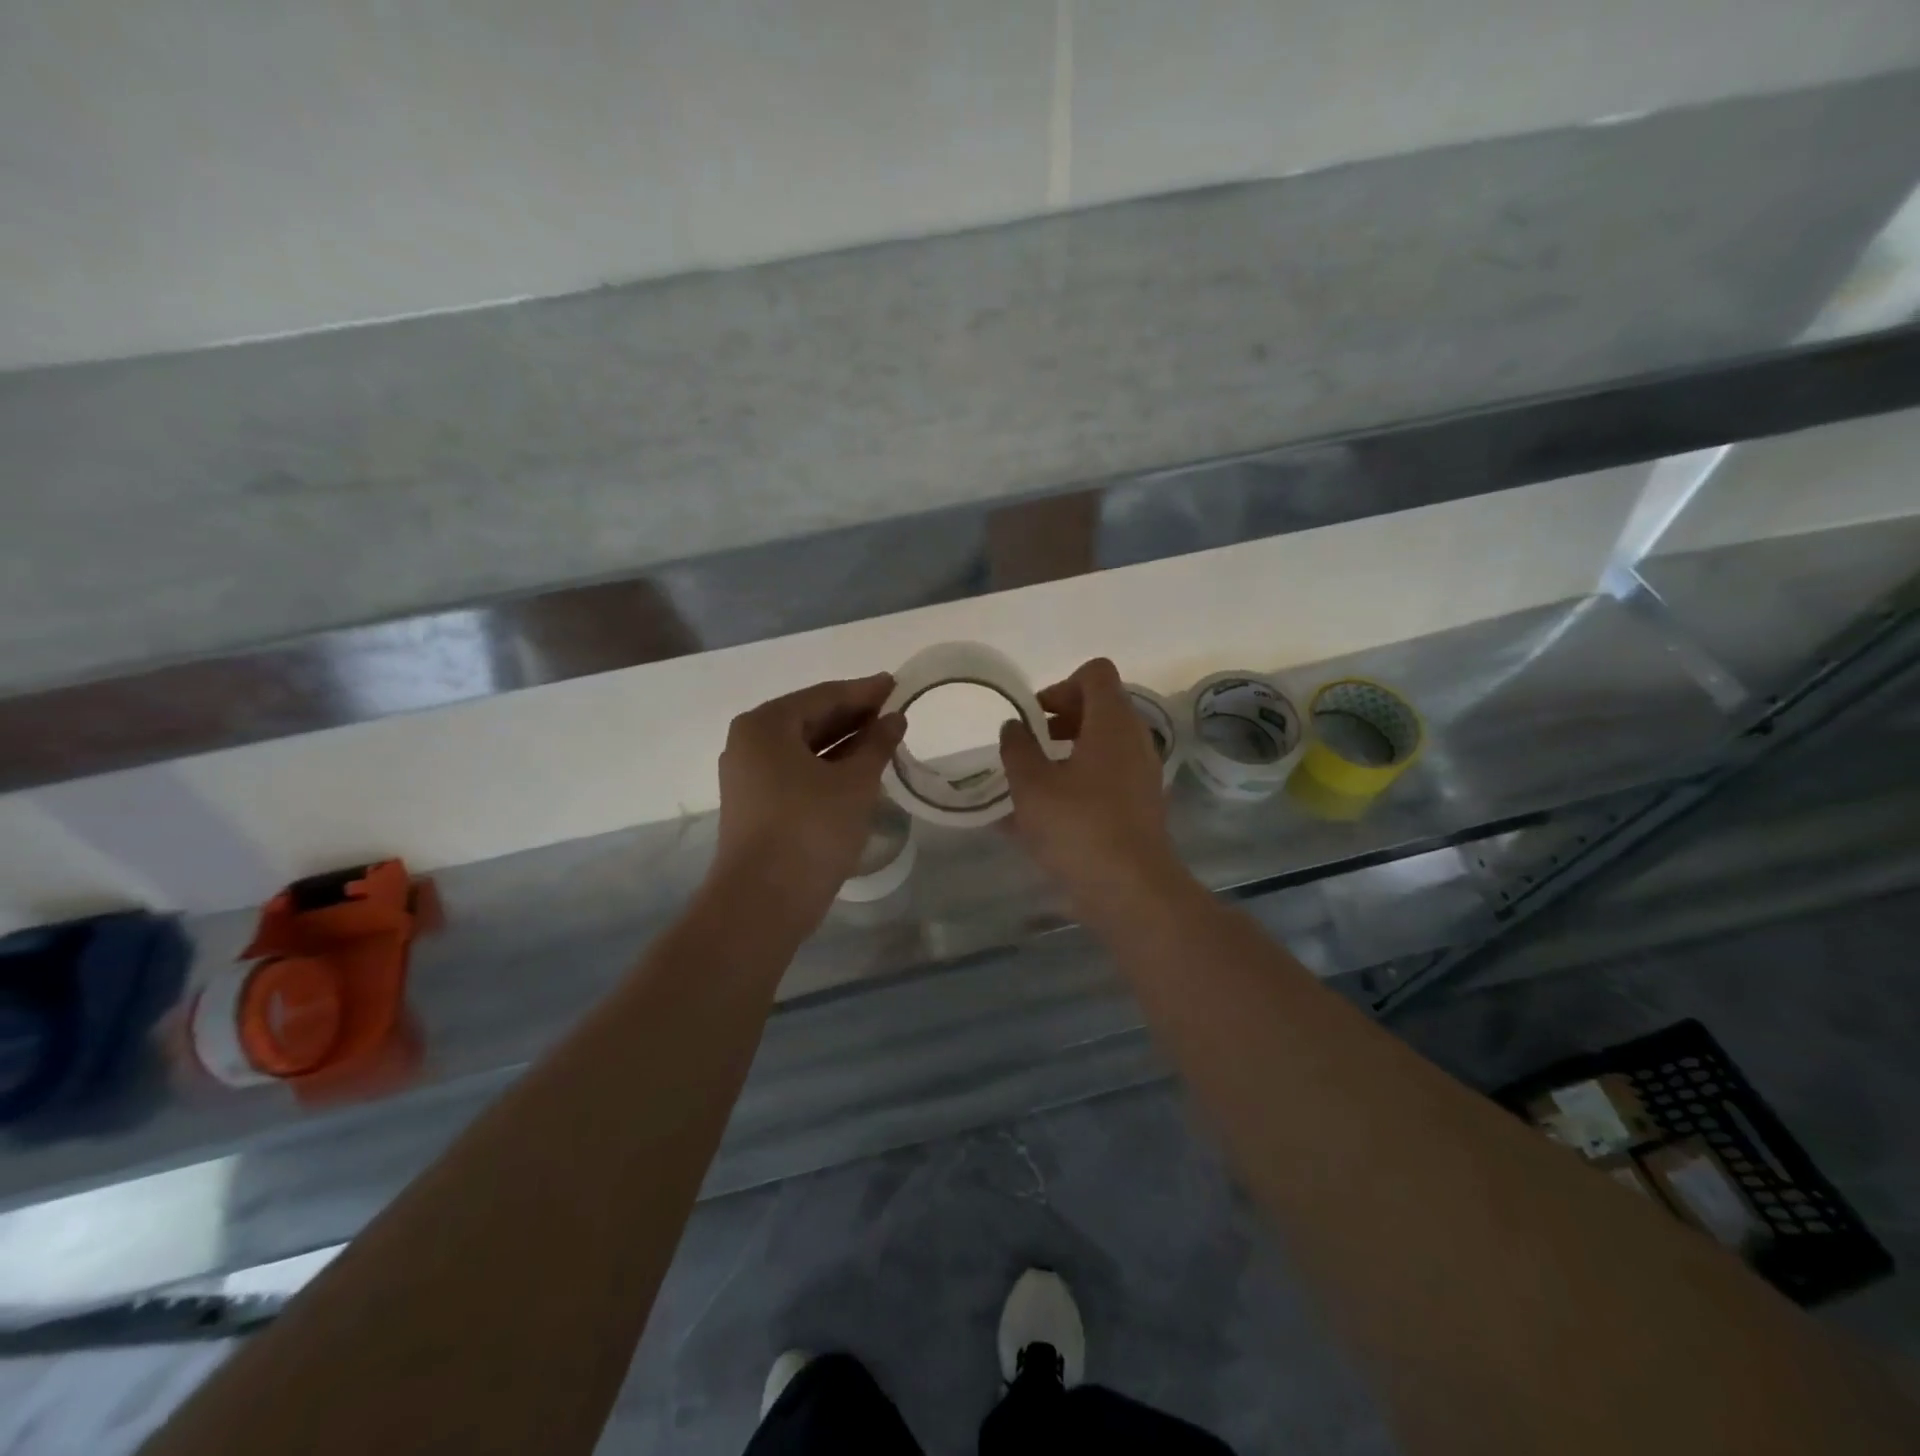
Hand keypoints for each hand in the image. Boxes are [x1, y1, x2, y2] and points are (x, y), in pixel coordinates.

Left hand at [711, 674, 905, 927]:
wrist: (762, 902)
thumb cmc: (810, 829)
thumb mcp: (855, 783)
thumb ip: (876, 744)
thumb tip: (894, 718)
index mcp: (766, 725)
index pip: (824, 696)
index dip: (864, 691)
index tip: (896, 684)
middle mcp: (749, 743)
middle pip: (810, 718)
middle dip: (854, 715)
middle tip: (894, 710)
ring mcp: (748, 776)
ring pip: (804, 747)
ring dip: (843, 742)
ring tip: (883, 738)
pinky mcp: (755, 804)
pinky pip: (796, 771)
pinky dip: (827, 766)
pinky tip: (857, 769)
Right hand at [999, 657, 1186, 916]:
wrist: (1130, 890)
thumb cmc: (1078, 827)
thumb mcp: (1031, 785)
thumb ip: (1018, 747)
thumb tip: (1014, 726)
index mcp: (1112, 723)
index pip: (1095, 673)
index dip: (1061, 684)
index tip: (1034, 716)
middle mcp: (1134, 740)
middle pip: (1099, 707)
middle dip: (1059, 719)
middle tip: (1028, 744)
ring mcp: (1141, 774)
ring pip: (1101, 745)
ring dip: (1066, 753)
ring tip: (1029, 781)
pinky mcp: (1139, 806)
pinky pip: (1104, 778)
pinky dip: (1076, 782)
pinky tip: (1042, 816)